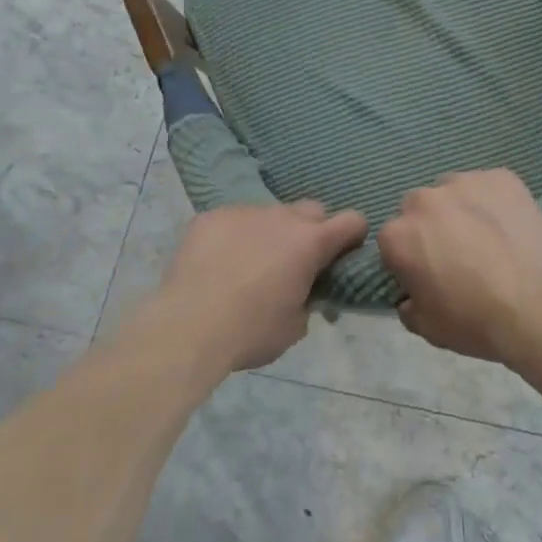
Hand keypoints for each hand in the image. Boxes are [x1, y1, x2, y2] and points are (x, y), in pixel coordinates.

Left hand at [155, 201, 366, 372]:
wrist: (187, 326)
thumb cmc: (250, 332)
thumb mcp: (295, 327)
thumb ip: (309, 299)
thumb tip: (304, 293)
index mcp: (310, 242)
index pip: (352, 221)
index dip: (353, 236)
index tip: (343, 254)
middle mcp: (282, 217)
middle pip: (312, 210)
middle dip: (312, 231)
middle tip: (296, 262)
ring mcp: (245, 212)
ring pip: (269, 215)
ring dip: (270, 233)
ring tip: (249, 265)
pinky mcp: (211, 216)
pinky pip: (233, 220)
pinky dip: (234, 236)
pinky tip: (218, 263)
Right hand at [377, 169, 541, 364]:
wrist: (538, 305)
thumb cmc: (476, 321)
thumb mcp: (429, 328)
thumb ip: (409, 306)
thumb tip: (410, 296)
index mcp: (399, 235)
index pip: (393, 241)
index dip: (410, 259)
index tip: (428, 275)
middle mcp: (424, 199)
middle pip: (420, 208)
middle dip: (433, 227)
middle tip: (458, 254)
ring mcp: (464, 182)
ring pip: (454, 192)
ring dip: (462, 210)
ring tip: (489, 238)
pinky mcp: (500, 177)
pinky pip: (490, 186)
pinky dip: (495, 202)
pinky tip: (511, 226)